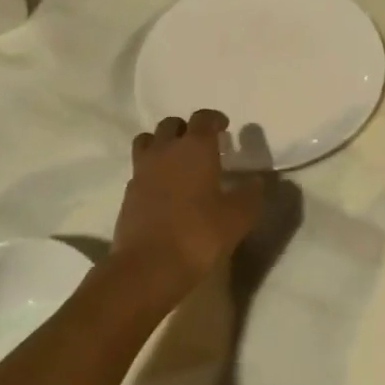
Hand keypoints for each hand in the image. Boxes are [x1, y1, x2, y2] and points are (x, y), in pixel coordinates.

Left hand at [113, 110, 266, 296]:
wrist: (149, 266)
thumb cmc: (199, 234)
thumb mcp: (238, 217)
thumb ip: (250, 195)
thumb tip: (256, 181)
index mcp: (195, 148)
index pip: (203, 118)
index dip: (215, 119)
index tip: (224, 128)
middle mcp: (165, 150)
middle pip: (172, 124)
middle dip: (187, 129)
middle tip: (202, 146)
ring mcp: (142, 170)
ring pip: (149, 141)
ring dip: (163, 144)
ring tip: (178, 161)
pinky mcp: (128, 192)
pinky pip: (140, 168)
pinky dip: (152, 170)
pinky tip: (165, 189)